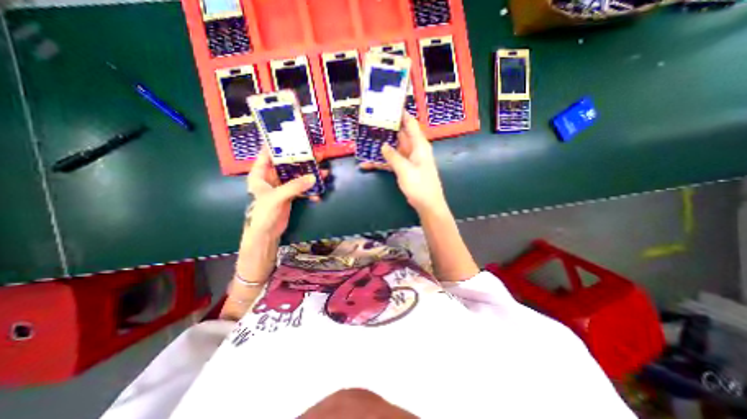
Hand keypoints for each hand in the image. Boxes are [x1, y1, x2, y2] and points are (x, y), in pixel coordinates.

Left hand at [247, 145, 327, 237]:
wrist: (266, 233)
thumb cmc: (263, 213)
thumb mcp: (277, 197)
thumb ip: (295, 186)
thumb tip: (314, 178)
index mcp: (260, 174)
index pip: (267, 154)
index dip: (278, 146)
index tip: (292, 138)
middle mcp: (271, 178)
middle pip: (287, 165)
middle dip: (302, 161)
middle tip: (316, 155)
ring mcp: (282, 187)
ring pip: (297, 177)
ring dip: (309, 176)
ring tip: (324, 173)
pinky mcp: (290, 195)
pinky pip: (301, 189)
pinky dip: (309, 191)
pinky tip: (317, 195)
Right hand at [360, 112, 444, 211]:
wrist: (427, 204)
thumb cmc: (420, 186)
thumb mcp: (405, 170)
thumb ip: (393, 157)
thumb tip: (383, 145)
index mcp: (419, 145)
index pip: (410, 124)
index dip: (400, 114)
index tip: (387, 106)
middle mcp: (414, 149)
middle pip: (399, 135)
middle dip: (385, 130)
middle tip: (369, 123)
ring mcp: (408, 160)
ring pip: (393, 148)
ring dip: (380, 147)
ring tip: (364, 141)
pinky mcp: (404, 169)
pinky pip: (391, 162)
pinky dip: (381, 162)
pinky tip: (367, 164)